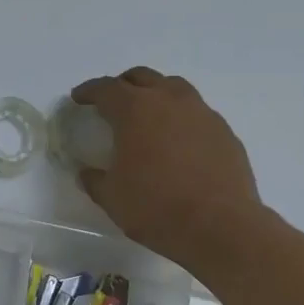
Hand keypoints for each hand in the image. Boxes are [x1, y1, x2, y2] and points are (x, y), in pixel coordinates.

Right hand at [72, 68, 268, 274]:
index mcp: (135, 110)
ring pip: (174, 88)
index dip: (89, 91)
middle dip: (123, 85)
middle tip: (113, 103)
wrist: (221, 227)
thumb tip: (87, 173)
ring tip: (149, 115)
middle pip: (142, 77)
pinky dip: (182, 119)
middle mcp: (169, 100)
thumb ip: (95, 180)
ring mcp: (202, 113)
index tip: (79, 98)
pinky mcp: (225, 132)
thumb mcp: (112, 198)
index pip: (106, 88)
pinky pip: (198, 113)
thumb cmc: (156, 208)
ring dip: (157, 94)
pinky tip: (179, 142)